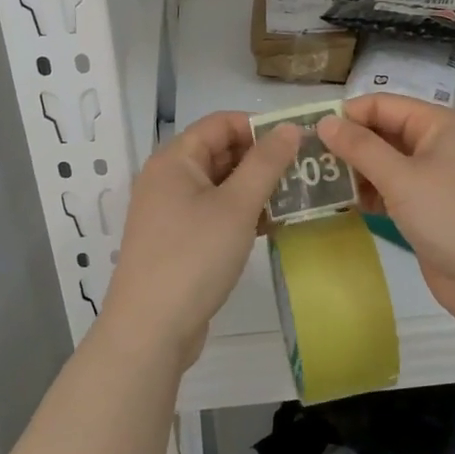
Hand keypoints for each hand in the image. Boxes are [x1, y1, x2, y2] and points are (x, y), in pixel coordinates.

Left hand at [97, 112, 301, 369]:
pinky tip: (273, 225)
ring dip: (255, 188)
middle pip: (219, 152)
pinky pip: (213, 212)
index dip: (259, 126)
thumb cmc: (194, 257)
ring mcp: (169, 211)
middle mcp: (167, 178)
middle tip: (304, 171)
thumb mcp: (237, 206)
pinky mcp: (177, 241)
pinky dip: (241, 213)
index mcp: (174, 160)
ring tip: (297, 197)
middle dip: (261, 158)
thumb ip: (266, 163)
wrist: (150, 330)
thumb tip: (289, 127)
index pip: (220, 123)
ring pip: (219, 185)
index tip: (297, 140)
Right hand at [318, 95, 454, 324]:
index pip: (383, 105)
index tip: (308, 132)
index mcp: (439, 124)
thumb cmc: (452, 216)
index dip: (347, 115)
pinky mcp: (430, 209)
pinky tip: (344, 204)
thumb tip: (324, 122)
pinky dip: (371, 194)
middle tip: (308, 159)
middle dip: (349, 144)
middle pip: (384, 132)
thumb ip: (360, 147)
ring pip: (386, 164)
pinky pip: (393, 190)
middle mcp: (439, 144)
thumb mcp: (401, 177)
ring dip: (356, 171)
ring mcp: (436, 178)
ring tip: (318, 182)